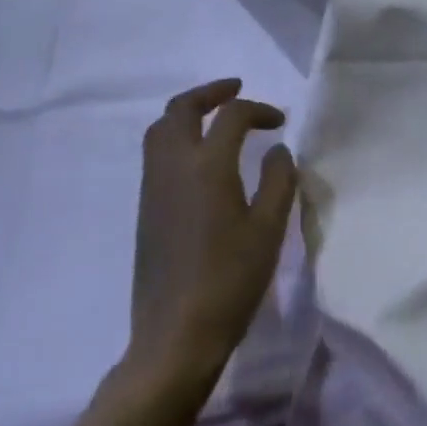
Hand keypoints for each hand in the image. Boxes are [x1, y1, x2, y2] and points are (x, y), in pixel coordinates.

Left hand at [127, 78, 298, 393]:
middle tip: (236, 90)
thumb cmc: (230, 280)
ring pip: (160, 129)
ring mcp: (153, 188)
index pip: (232, 116)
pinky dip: (177, 137)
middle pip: (182, 108)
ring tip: (215, 118)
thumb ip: (279, 180)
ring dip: (188, 112)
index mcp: (207, 166)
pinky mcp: (145, 209)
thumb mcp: (269, 229)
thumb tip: (277, 149)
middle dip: (210, 92)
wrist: (176, 336)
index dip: (259, 109)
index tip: (280, 122)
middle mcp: (174, 166)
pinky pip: (156, 153)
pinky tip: (200, 158)